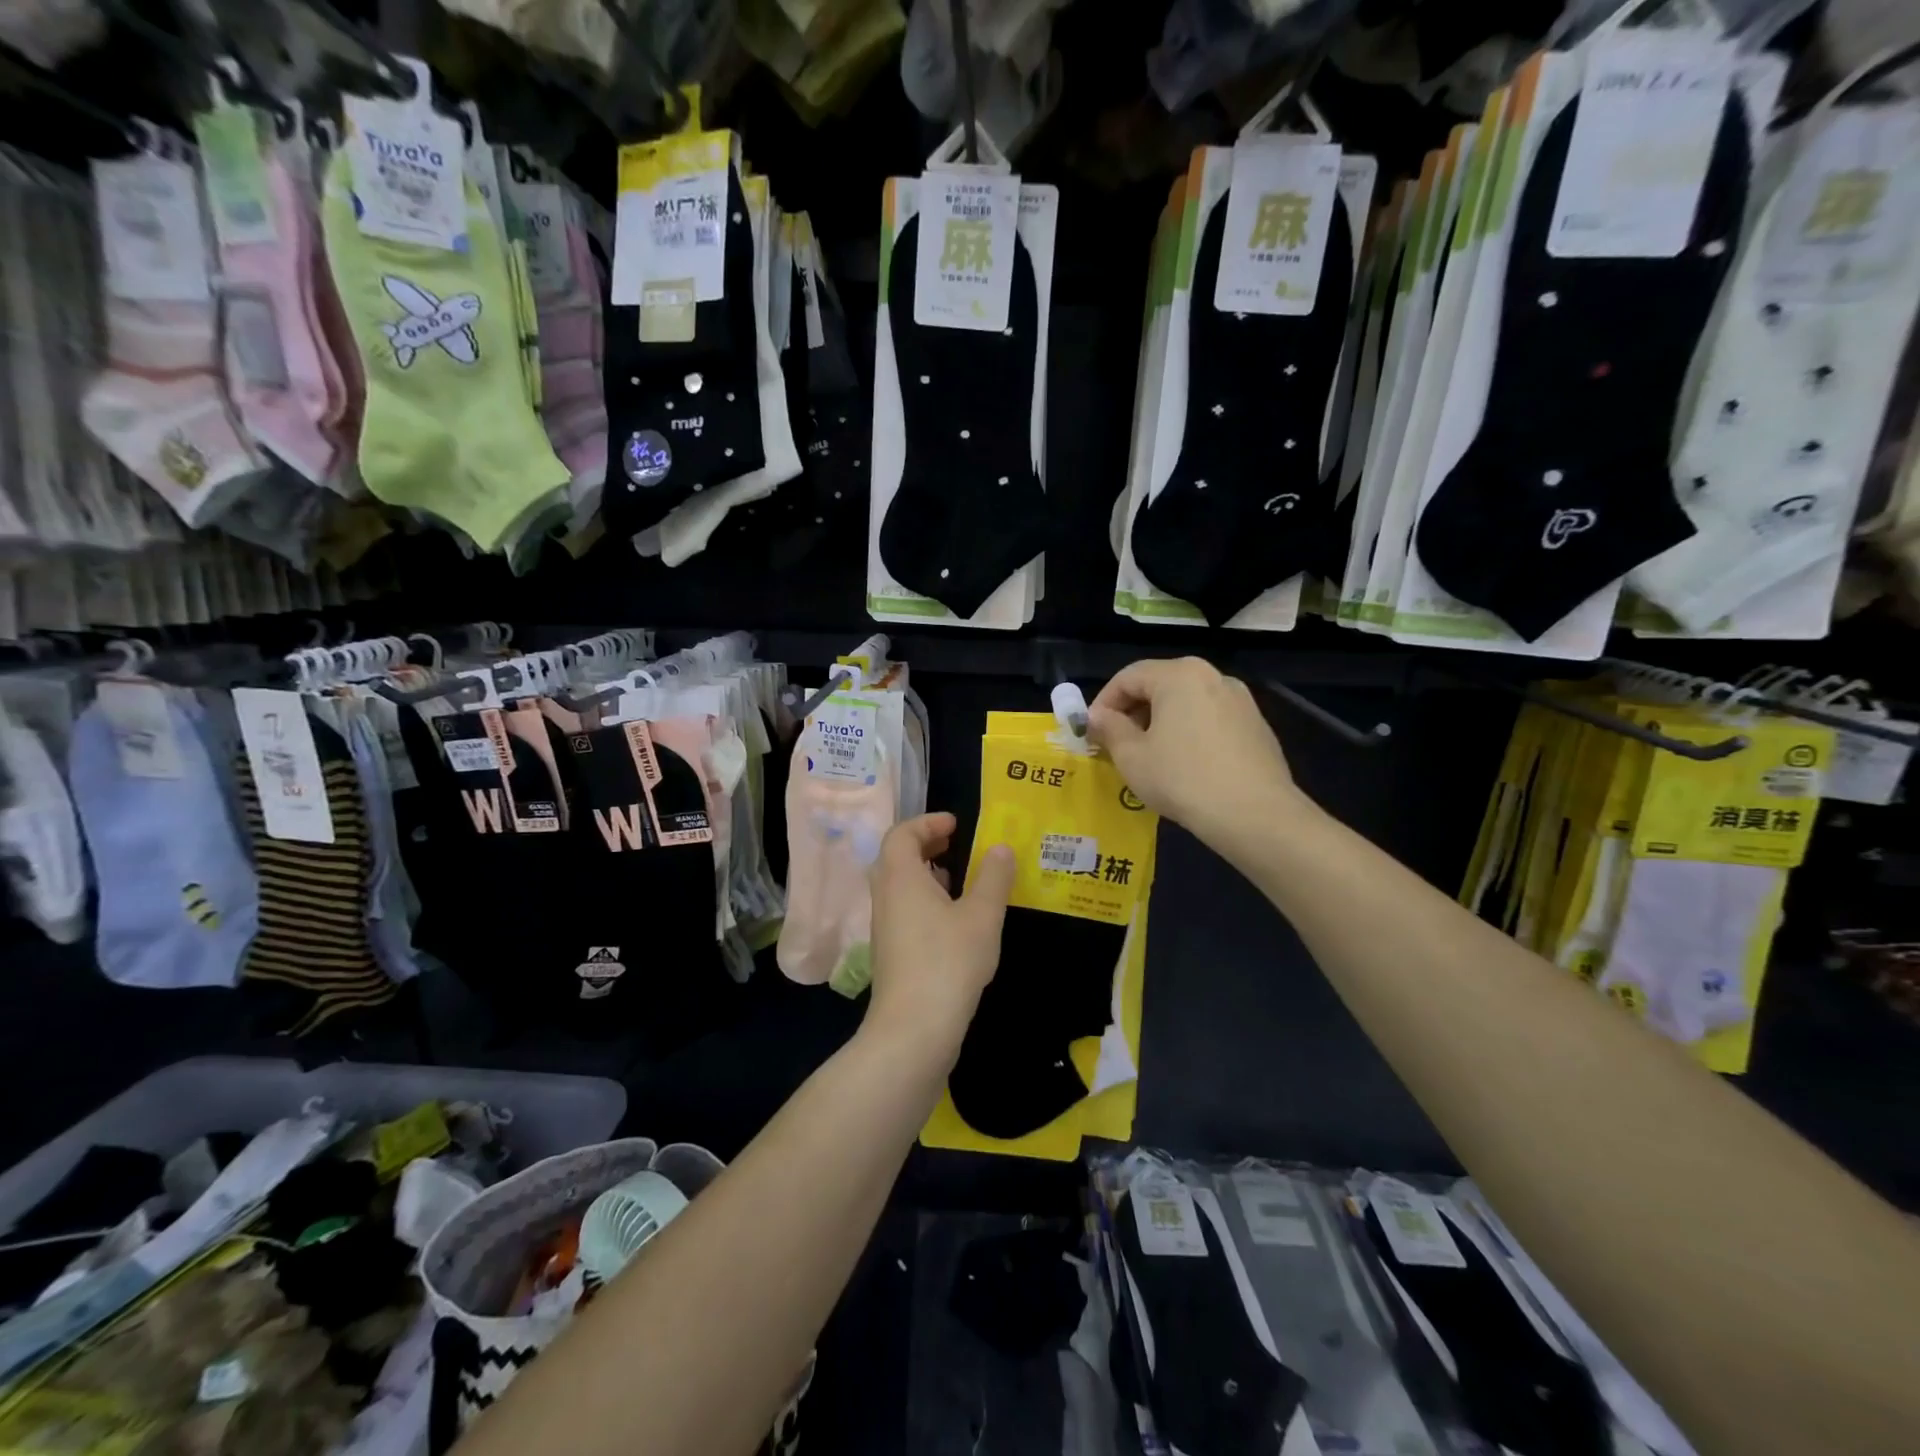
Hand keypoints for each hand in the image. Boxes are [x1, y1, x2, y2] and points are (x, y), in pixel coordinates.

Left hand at [866, 813, 1015, 1060]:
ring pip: (898, 885)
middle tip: (954, 842)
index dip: (927, 822)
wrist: (913, 1029)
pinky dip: (923, 899)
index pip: (902, 833)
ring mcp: (884, 926)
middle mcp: (885, 896)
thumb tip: (1001, 848)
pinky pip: (903, 909)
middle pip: (895, 856)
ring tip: (957, 877)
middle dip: (925, 844)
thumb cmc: (948, 962)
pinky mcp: (890, 952)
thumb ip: (993, 878)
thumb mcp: (982, 915)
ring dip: (924, 872)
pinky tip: (952, 919)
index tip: (956, 824)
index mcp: (901, 877)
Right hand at [1087, 657, 1308, 845]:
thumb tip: (1098, 716)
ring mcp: (1240, 699)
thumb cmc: (1182, 779)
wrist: (1254, 814)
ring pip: (1187, 702)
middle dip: (1133, 711)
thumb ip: (1110, 729)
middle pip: (1160, 684)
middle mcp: (1212, 676)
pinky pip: (1211, 719)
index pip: (1128, 677)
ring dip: (1162, 722)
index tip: (1091, 731)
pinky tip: (1186, 765)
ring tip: (1150, 755)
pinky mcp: (1257, 725)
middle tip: (1117, 743)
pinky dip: (1190, 732)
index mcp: (1179, 675)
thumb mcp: (1132, 757)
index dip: (1103, 702)